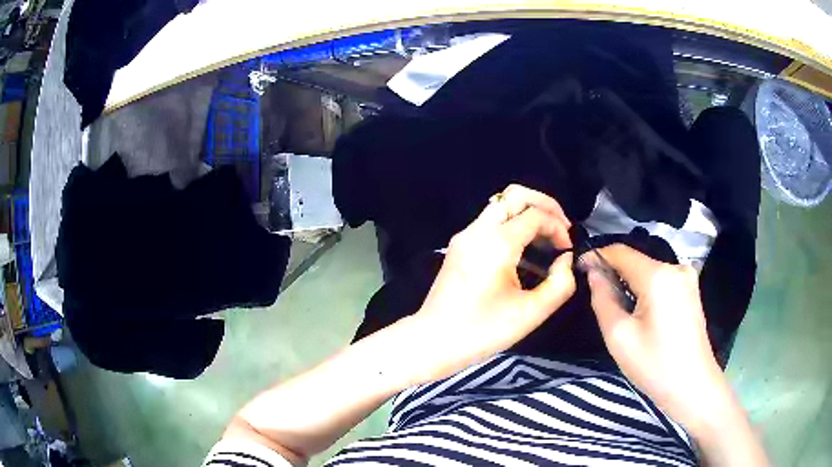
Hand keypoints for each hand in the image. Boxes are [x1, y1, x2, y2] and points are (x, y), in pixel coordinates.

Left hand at [410, 185, 575, 382]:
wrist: (434, 340)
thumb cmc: (483, 330)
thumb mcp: (531, 313)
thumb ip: (560, 283)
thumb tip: (564, 260)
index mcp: (497, 243)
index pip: (535, 214)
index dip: (558, 226)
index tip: (567, 250)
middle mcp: (478, 230)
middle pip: (516, 194)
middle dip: (545, 205)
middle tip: (561, 228)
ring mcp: (465, 235)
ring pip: (501, 204)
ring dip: (528, 213)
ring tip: (546, 239)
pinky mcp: (460, 245)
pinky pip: (490, 221)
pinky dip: (512, 225)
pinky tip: (525, 251)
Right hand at [584, 245, 727, 432]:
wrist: (693, 387)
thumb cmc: (655, 366)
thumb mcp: (619, 337)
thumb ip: (602, 299)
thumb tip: (594, 273)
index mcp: (659, 276)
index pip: (621, 252)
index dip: (597, 256)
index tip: (579, 268)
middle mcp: (676, 267)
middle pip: (637, 261)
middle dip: (615, 273)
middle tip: (597, 297)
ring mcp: (687, 278)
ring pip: (649, 271)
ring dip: (630, 283)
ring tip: (619, 309)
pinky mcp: (691, 291)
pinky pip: (661, 281)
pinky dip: (646, 290)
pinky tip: (641, 313)